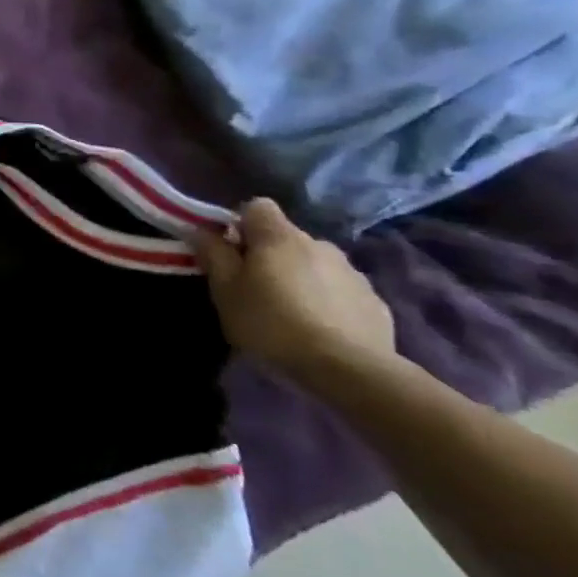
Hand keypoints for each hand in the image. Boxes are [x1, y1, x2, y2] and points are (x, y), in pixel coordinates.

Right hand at [191, 198, 395, 384]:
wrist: (348, 370)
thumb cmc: (272, 323)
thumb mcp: (226, 292)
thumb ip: (214, 256)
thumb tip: (202, 231)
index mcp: (279, 237)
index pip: (257, 207)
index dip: (240, 224)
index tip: (231, 252)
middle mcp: (319, 244)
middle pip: (286, 238)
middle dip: (270, 255)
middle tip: (255, 288)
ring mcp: (353, 272)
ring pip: (315, 264)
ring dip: (301, 277)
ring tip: (291, 313)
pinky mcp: (375, 301)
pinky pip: (341, 290)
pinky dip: (328, 301)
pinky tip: (321, 329)